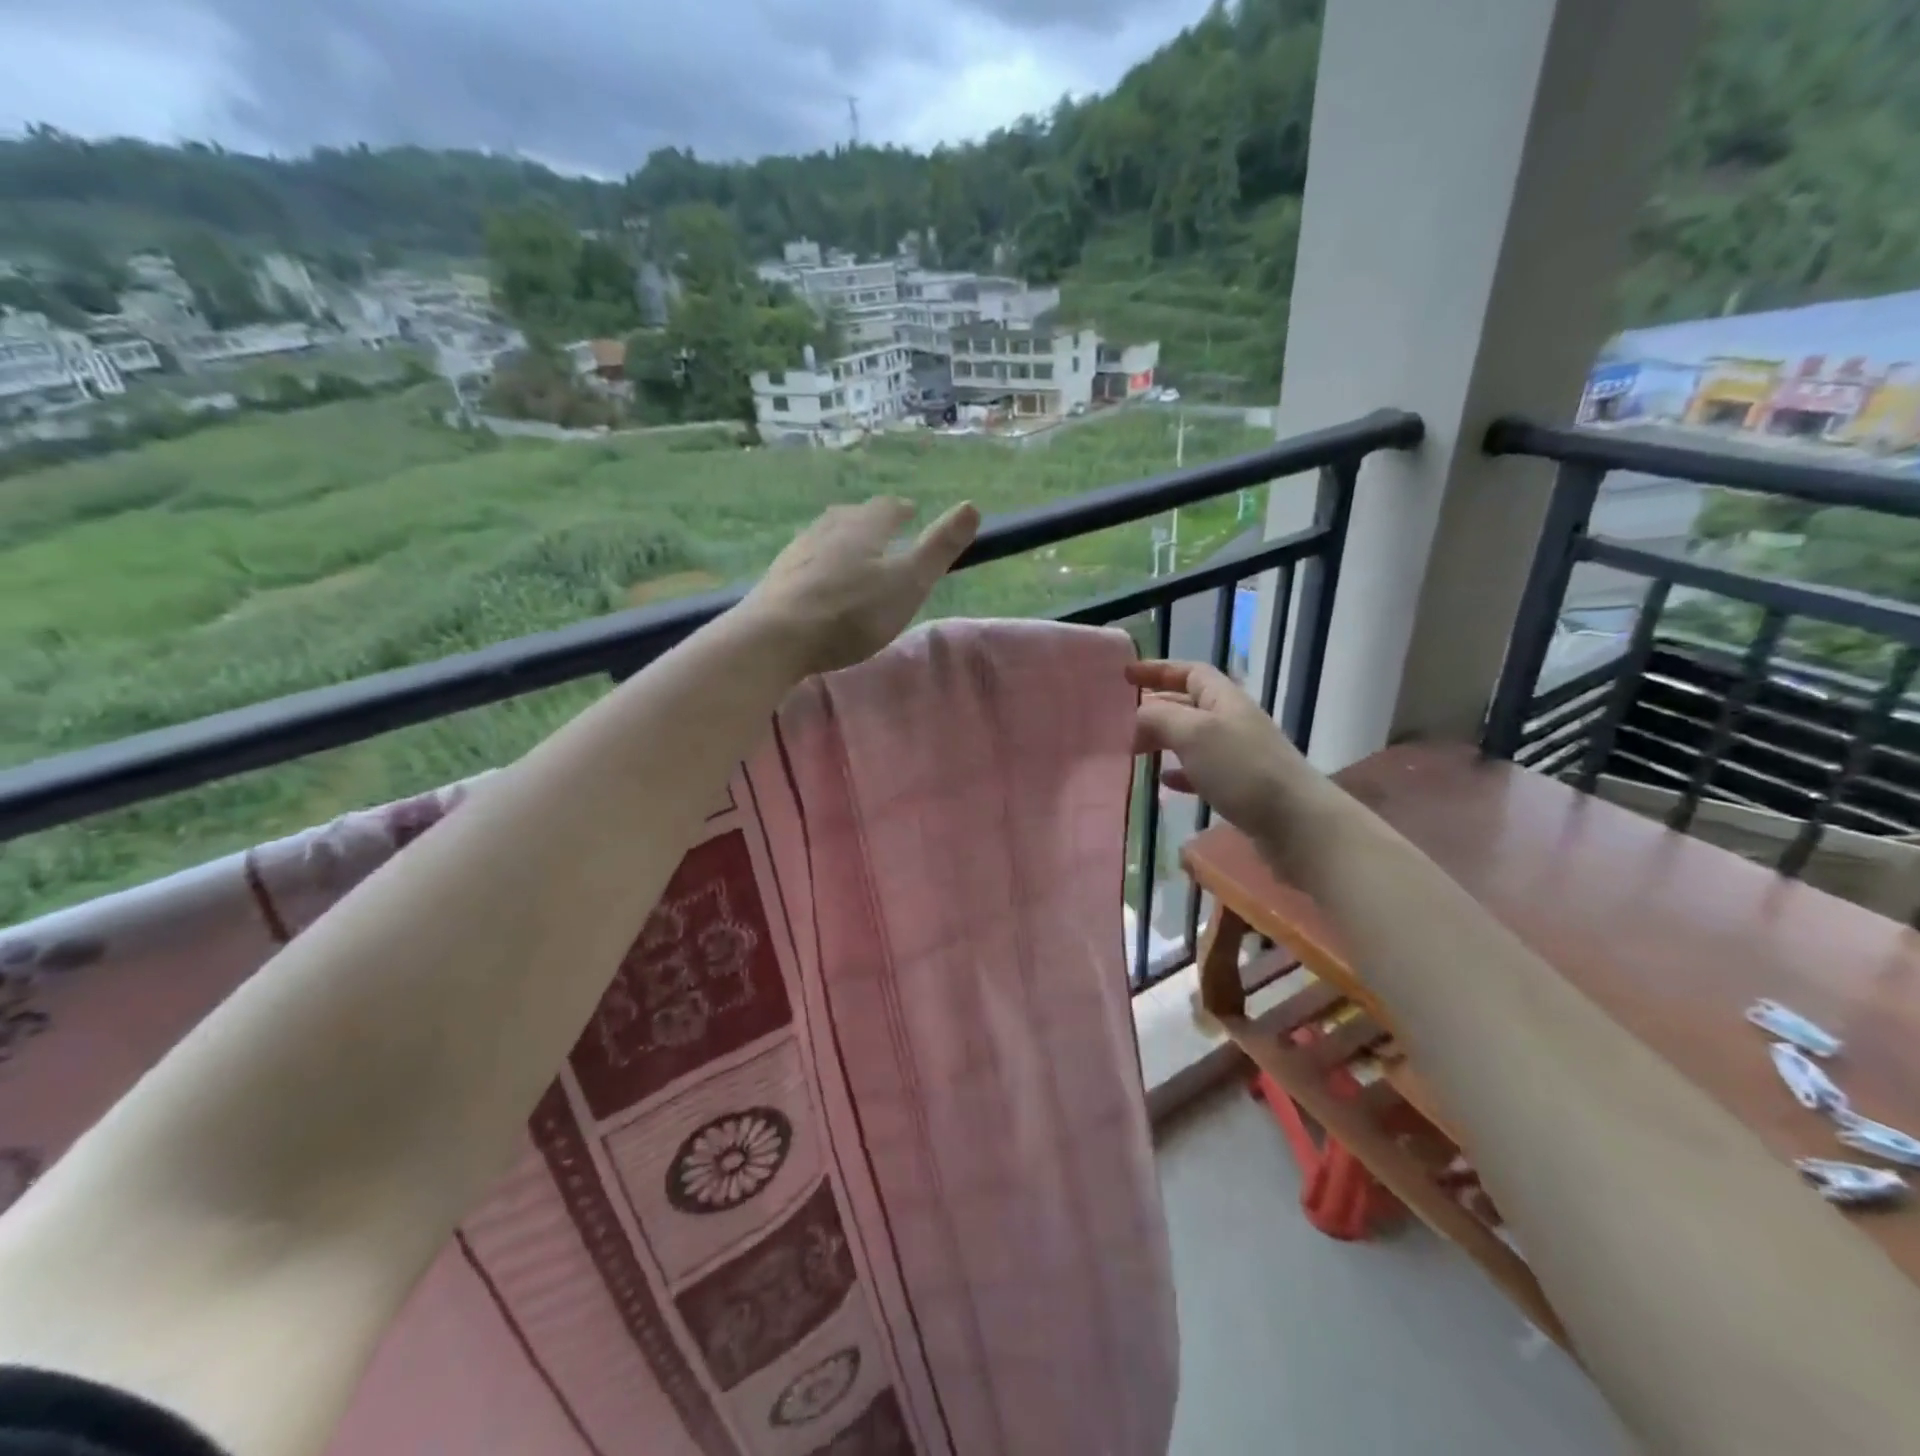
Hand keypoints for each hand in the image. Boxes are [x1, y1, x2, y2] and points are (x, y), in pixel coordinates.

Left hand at [744, 497, 979, 674]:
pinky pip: (804, 562)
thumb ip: (939, 548)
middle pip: (851, 516)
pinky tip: (816, 582)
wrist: (775, 637)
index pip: (886, 508)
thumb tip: (972, 506)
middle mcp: (827, 530)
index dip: (900, 509)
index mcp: (863, 528)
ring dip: (840, 539)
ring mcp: (796, 553)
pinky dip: (818, 564)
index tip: (910, 511)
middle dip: (869, 520)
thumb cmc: (851, 612)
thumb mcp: (908, 583)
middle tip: (881, 528)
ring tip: (850, 552)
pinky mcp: (776, 580)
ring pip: (823, 536)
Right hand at [1128, 659, 1332, 865]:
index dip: (1158, 670)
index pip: (1189, 672)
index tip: (1125, 676)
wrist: (1295, 824)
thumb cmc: (1242, 769)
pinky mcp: (1239, 787)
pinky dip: (1179, 773)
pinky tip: (1162, 782)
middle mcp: (1231, 721)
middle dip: (1154, 707)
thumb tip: (1135, 714)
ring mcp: (1237, 756)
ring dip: (1162, 740)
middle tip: (1118, 720)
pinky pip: (1201, 772)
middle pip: (1187, 704)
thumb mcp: (1194, 734)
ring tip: (1132, 750)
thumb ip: (1159, 718)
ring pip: (1191, 739)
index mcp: (1224, 699)